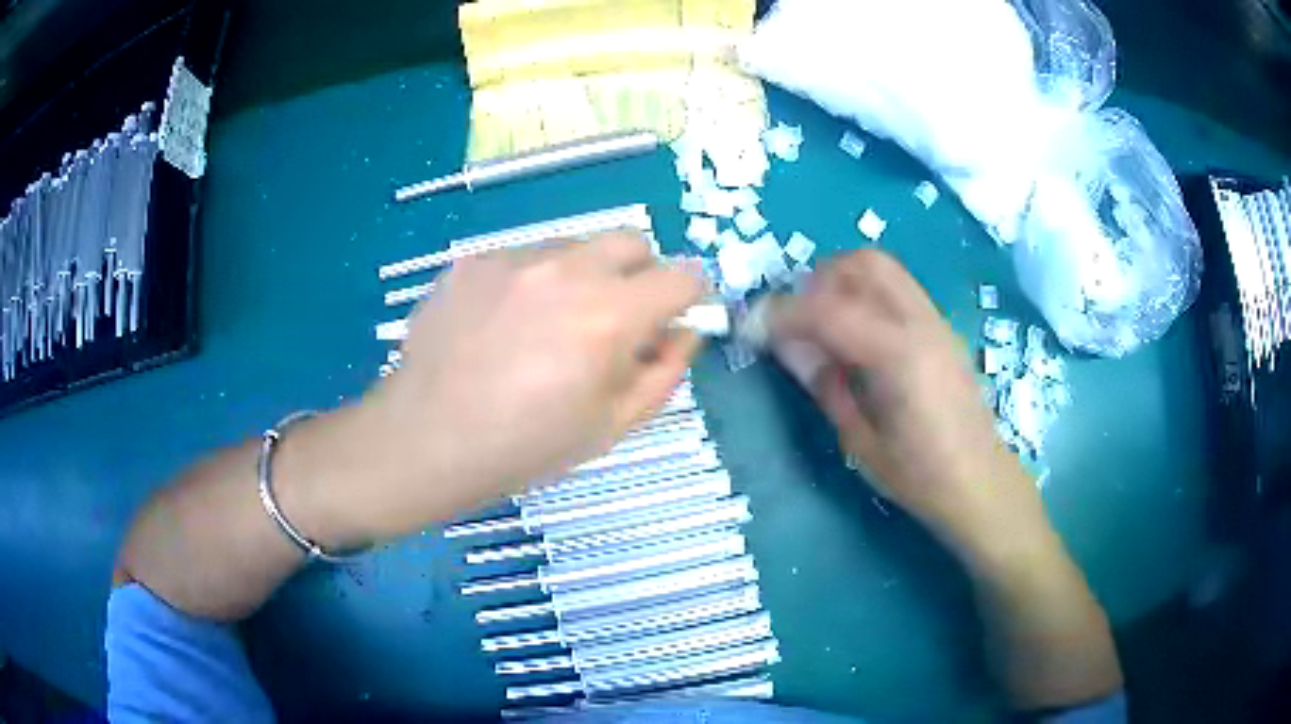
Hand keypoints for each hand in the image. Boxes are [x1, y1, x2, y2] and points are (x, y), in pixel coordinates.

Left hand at [342, 232, 706, 539]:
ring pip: (575, 248)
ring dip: (582, 277)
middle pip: (632, 242)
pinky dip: (531, 283)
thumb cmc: (525, 445)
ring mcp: (514, 259)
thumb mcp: (612, 426)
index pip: (683, 276)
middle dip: (640, 275)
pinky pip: (524, 259)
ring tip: (547, 328)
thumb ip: (664, 372)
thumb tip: (683, 331)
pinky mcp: (473, 261)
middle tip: (615, 320)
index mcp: (609, 315)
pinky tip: (502, 327)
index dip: (690, 297)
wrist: (426, 439)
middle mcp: (566, 270)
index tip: (675, 318)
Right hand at [766, 249, 1041, 556]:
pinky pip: (897, 289)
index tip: (752, 326)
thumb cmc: (918, 476)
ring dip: (842, 282)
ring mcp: (936, 321)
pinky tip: (856, 337)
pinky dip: (866, 295)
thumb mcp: (859, 440)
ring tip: (822, 325)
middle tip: (795, 320)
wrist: (979, 482)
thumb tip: (786, 344)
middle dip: (818, 280)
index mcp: (899, 355)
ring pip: (883, 269)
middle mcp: (921, 323)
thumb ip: (824, 383)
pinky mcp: (941, 328)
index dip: (782, 313)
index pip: (828, 310)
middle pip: (863, 264)